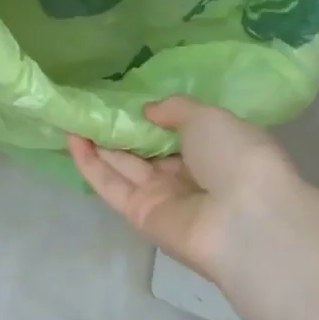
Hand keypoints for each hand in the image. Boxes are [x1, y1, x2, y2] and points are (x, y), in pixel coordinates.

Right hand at [69, 97, 298, 281]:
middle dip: (118, 130)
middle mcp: (188, 175)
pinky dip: (90, 164)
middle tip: (89, 107)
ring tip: (72, 117)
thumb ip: (175, 108)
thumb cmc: (238, 158)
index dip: (150, 117)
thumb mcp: (209, 117)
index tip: (123, 99)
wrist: (246, 220)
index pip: (176, 132)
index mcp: (214, 150)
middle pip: (145, 151)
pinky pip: (111, 186)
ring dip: (97, 144)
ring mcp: (162, 197)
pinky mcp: (139, 215)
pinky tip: (72, 138)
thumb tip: (148, 111)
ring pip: (123, 166)